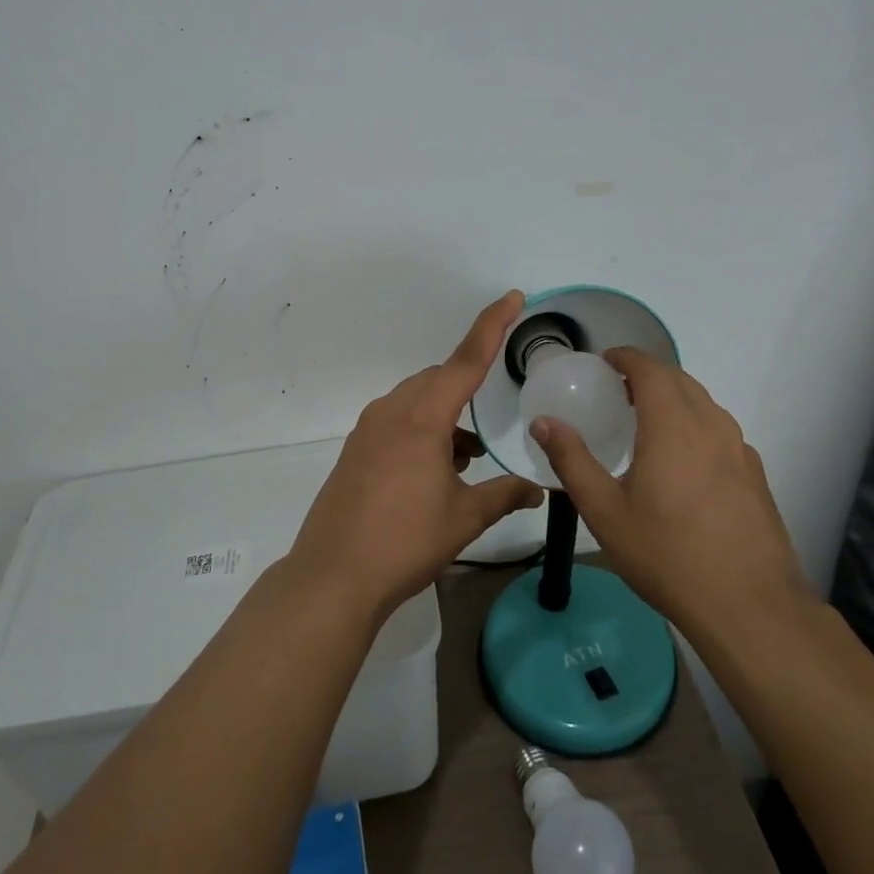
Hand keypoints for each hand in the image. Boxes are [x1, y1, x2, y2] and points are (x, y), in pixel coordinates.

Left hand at [289, 291, 543, 620]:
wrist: (334, 575)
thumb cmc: (405, 541)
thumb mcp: (464, 518)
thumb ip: (504, 495)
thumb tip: (539, 490)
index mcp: (422, 418)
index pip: (465, 361)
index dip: (492, 326)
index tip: (512, 297)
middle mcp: (392, 412)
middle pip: (438, 379)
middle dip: (467, 387)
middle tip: (491, 417)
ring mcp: (368, 430)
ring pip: (416, 401)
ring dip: (444, 416)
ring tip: (467, 458)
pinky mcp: (355, 450)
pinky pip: (397, 421)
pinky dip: (422, 431)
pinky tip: (436, 471)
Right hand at [529, 349, 811, 644]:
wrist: (749, 606)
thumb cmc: (666, 554)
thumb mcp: (604, 511)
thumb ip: (571, 460)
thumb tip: (542, 422)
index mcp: (672, 425)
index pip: (650, 369)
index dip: (626, 357)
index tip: (604, 361)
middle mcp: (710, 426)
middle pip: (680, 380)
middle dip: (648, 374)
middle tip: (618, 390)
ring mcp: (739, 450)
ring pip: (704, 404)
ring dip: (674, 397)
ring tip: (647, 421)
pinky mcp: (755, 475)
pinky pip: (721, 431)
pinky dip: (696, 424)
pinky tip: (683, 460)